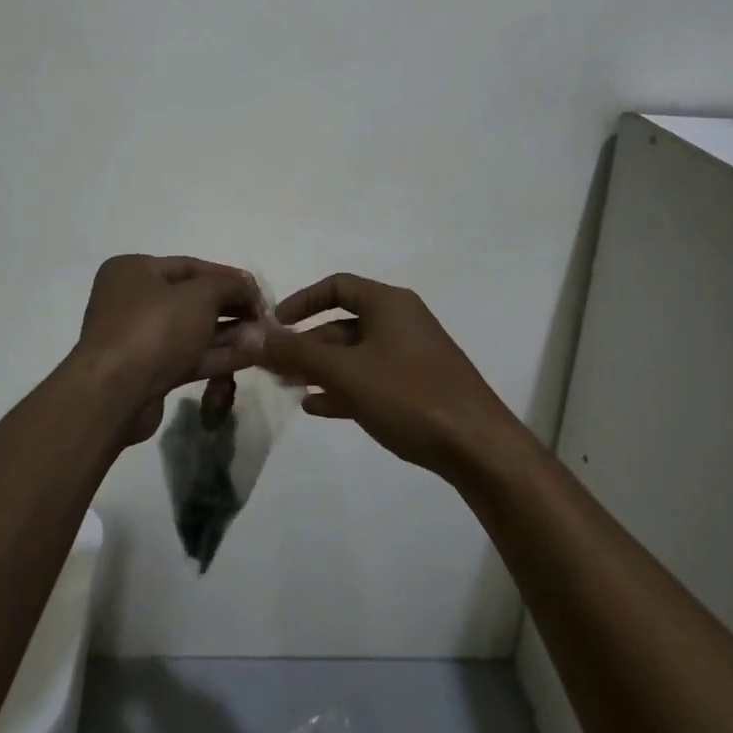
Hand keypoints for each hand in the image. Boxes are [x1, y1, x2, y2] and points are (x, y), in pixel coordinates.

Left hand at [75, 255, 261, 444]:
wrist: (114, 394)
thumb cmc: (154, 328)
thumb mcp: (200, 295)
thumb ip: (230, 286)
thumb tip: (249, 290)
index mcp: (133, 271)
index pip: (190, 266)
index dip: (228, 277)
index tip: (258, 291)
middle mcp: (132, 300)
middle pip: (192, 299)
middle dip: (231, 308)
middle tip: (263, 317)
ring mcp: (139, 339)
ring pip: (193, 331)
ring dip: (229, 334)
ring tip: (264, 338)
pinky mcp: (148, 372)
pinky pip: (189, 356)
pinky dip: (218, 355)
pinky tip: (251, 355)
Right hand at [251, 273, 516, 477]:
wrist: (477, 447)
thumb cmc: (409, 396)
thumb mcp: (347, 372)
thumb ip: (298, 352)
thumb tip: (255, 334)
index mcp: (389, 304)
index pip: (337, 286)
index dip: (302, 301)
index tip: (274, 325)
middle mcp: (400, 322)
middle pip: (343, 323)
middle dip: (306, 343)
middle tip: (274, 366)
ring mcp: (410, 356)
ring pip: (355, 354)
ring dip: (321, 368)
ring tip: (289, 387)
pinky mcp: (416, 387)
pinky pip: (370, 378)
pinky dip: (343, 388)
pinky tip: (318, 408)